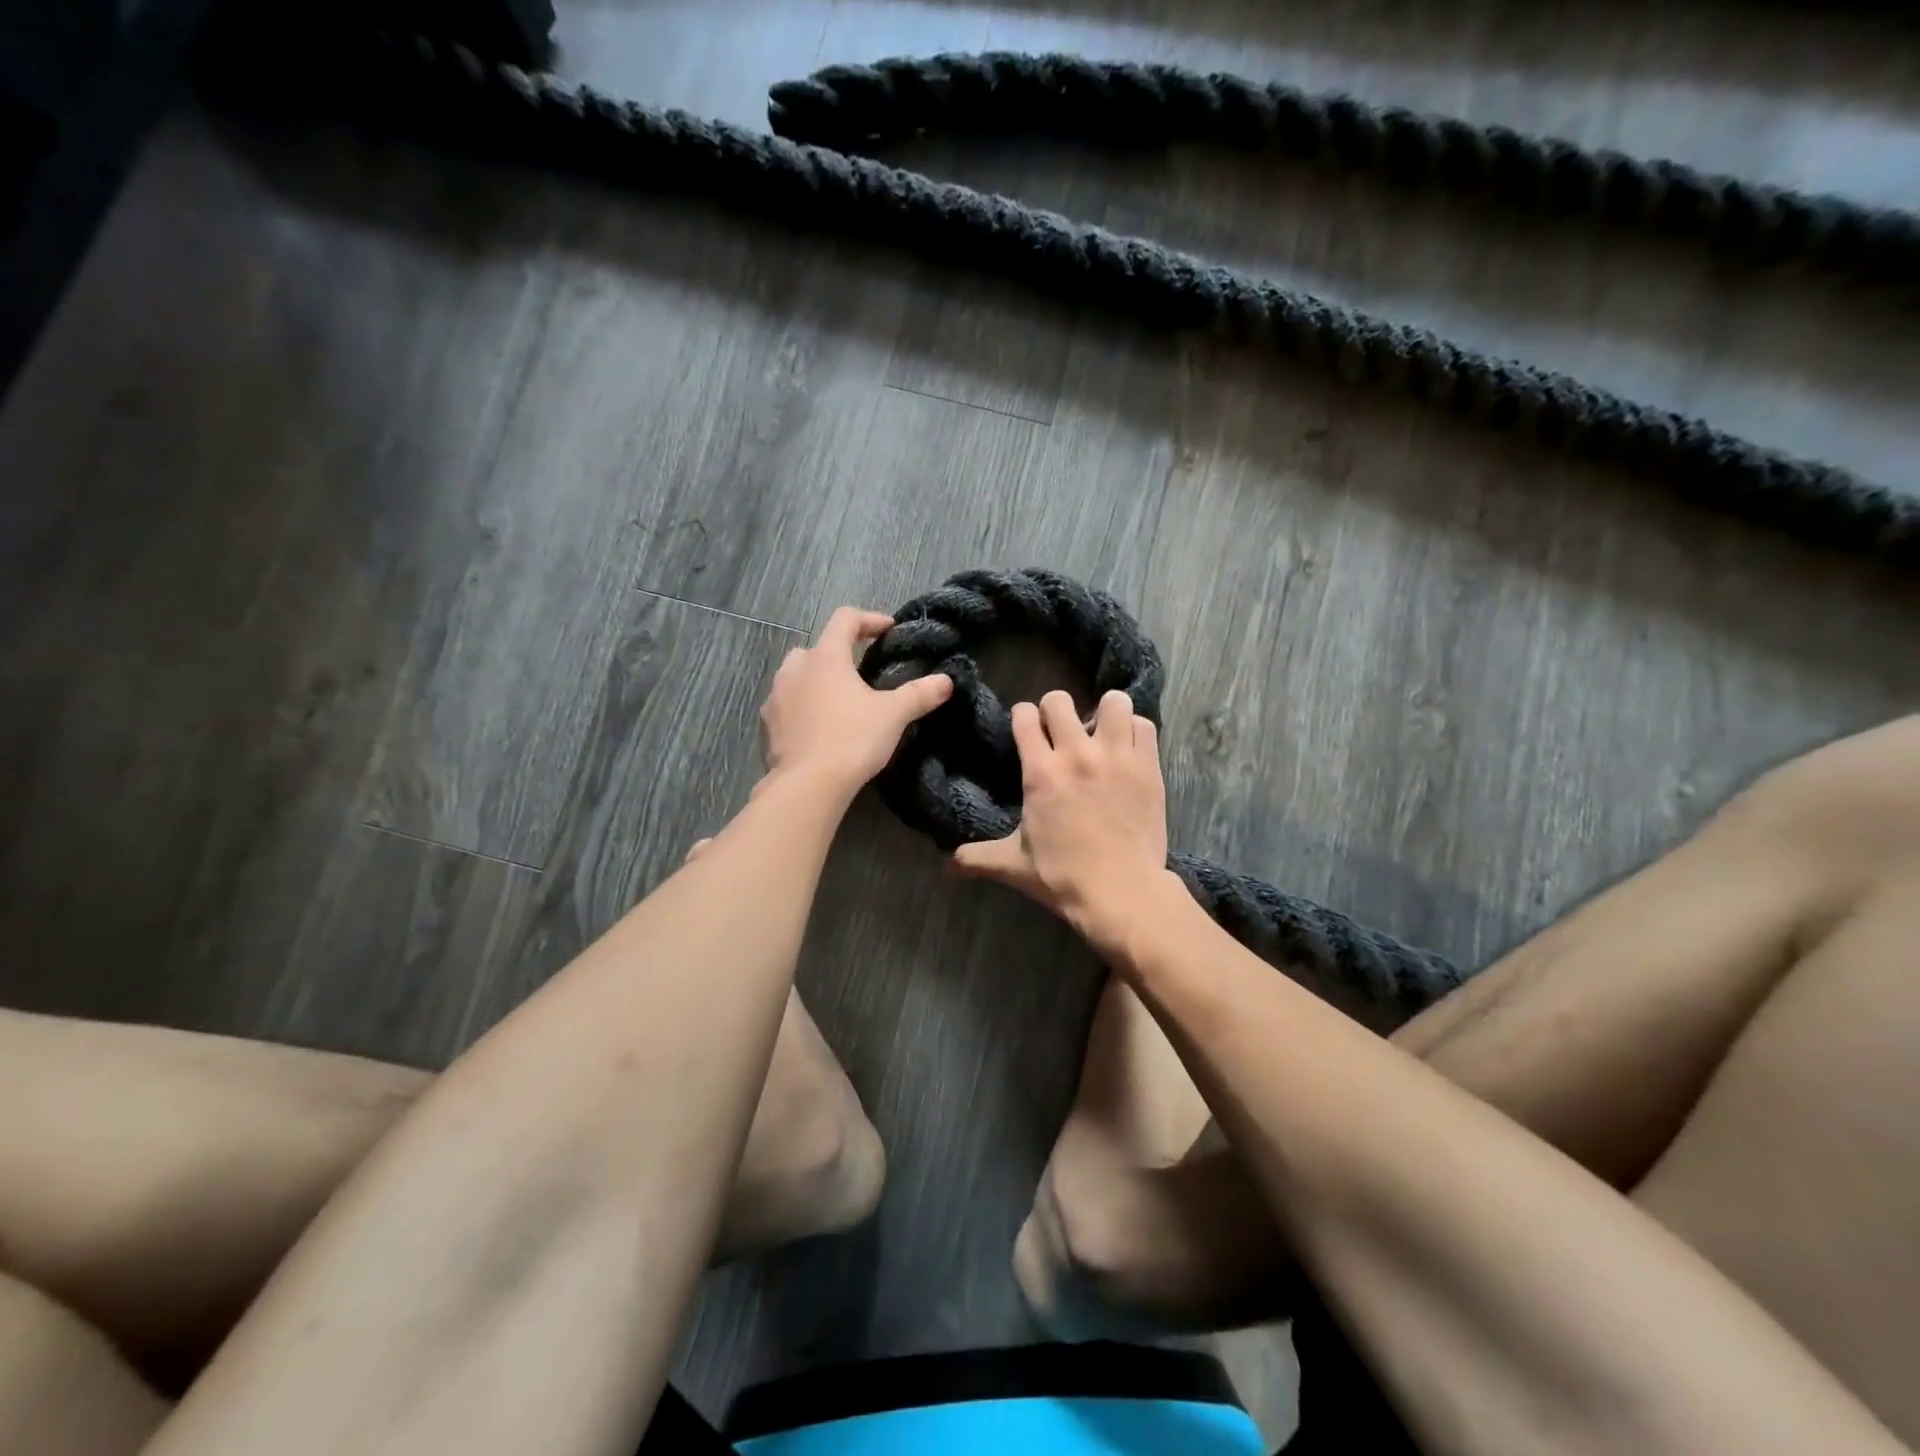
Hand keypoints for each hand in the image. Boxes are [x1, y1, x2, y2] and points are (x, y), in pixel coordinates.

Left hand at [759, 607, 952, 796]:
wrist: (808, 785)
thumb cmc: (852, 739)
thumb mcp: (893, 715)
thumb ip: (920, 694)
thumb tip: (946, 681)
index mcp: (826, 657)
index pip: (845, 620)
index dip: (868, 619)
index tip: (887, 629)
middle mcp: (795, 669)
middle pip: (817, 648)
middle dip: (838, 654)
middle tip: (859, 672)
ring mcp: (776, 697)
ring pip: (796, 676)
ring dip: (816, 681)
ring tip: (838, 701)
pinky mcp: (767, 726)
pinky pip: (786, 706)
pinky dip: (801, 708)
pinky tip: (818, 728)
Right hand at [951, 689, 1173, 945]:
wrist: (1122, 893)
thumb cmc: (1064, 877)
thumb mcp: (1014, 866)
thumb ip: (977, 858)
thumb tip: (946, 867)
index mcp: (1041, 773)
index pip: (1025, 716)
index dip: (1022, 717)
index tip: (1027, 728)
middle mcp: (1077, 754)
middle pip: (1060, 700)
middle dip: (1056, 710)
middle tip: (1061, 731)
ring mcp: (1116, 756)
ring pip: (1113, 702)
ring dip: (1104, 712)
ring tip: (1101, 733)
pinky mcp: (1148, 766)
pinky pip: (1144, 725)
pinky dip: (1134, 729)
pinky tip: (1127, 747)